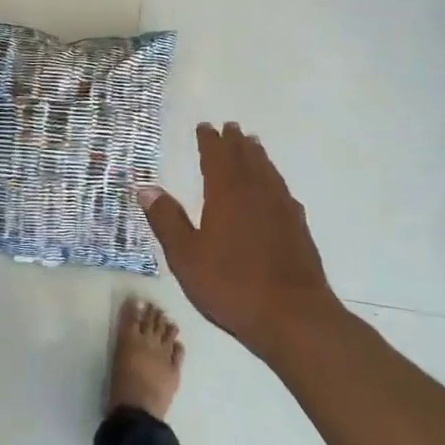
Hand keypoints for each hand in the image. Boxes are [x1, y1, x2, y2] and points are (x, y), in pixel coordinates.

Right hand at [139, 122, 342, 359]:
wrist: (294, 317)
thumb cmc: (232, 285)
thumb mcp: (186, 257)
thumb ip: (167, 220)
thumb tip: (145, 188)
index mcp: (227, 194)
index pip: (216, 157)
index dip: (209, 140)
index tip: (205, 127)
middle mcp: (256, 193)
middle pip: (246, 158)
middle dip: (235, 142)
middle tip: (230, 127)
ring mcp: (282, 210)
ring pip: (268, 172)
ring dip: (257, 156)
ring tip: (253, 145)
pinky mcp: (299, 229)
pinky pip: (283, 191)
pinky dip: (274, 180)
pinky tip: (276, 189)